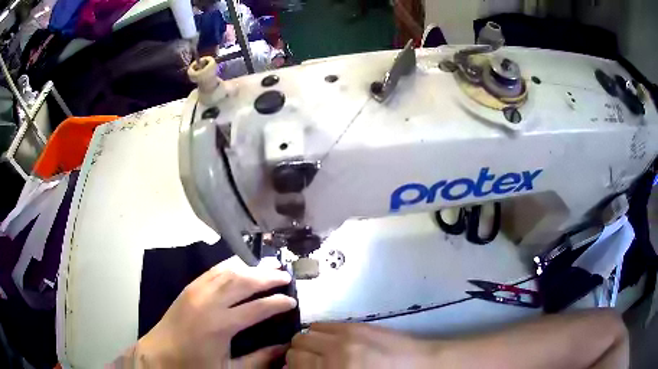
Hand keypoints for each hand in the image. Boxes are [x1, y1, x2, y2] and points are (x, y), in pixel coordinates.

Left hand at [135, 256, 295, 367]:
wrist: (159, 355)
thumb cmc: (194, 365)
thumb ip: (258, 360)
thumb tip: (284, 348)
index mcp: (220, 325)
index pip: (257, 308)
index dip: (277, 303)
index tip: (292, 301)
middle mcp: (209, 302)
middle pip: (243, 282)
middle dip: (267, 277)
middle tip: (285, 275)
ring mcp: (196, 291)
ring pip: (228, 271)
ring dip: (250, 267)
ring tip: (268, 266)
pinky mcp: (188, 288)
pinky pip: (213, 271)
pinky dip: (230, 266)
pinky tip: (240, 266)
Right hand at [287, 323, 439, 367]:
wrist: (421, 366)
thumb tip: (296, 368)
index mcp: (336, 368)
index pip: (294, 360)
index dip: (291, 367)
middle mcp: (337, 349)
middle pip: (298, 343)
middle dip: (297, 355)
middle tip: (305, 364)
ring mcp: (348, 334)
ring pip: (309, 331)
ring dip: (308, 342)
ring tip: (317, 352)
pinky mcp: (358, 325)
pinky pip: (326, 324)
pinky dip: (320, 333)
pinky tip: (329, 342)